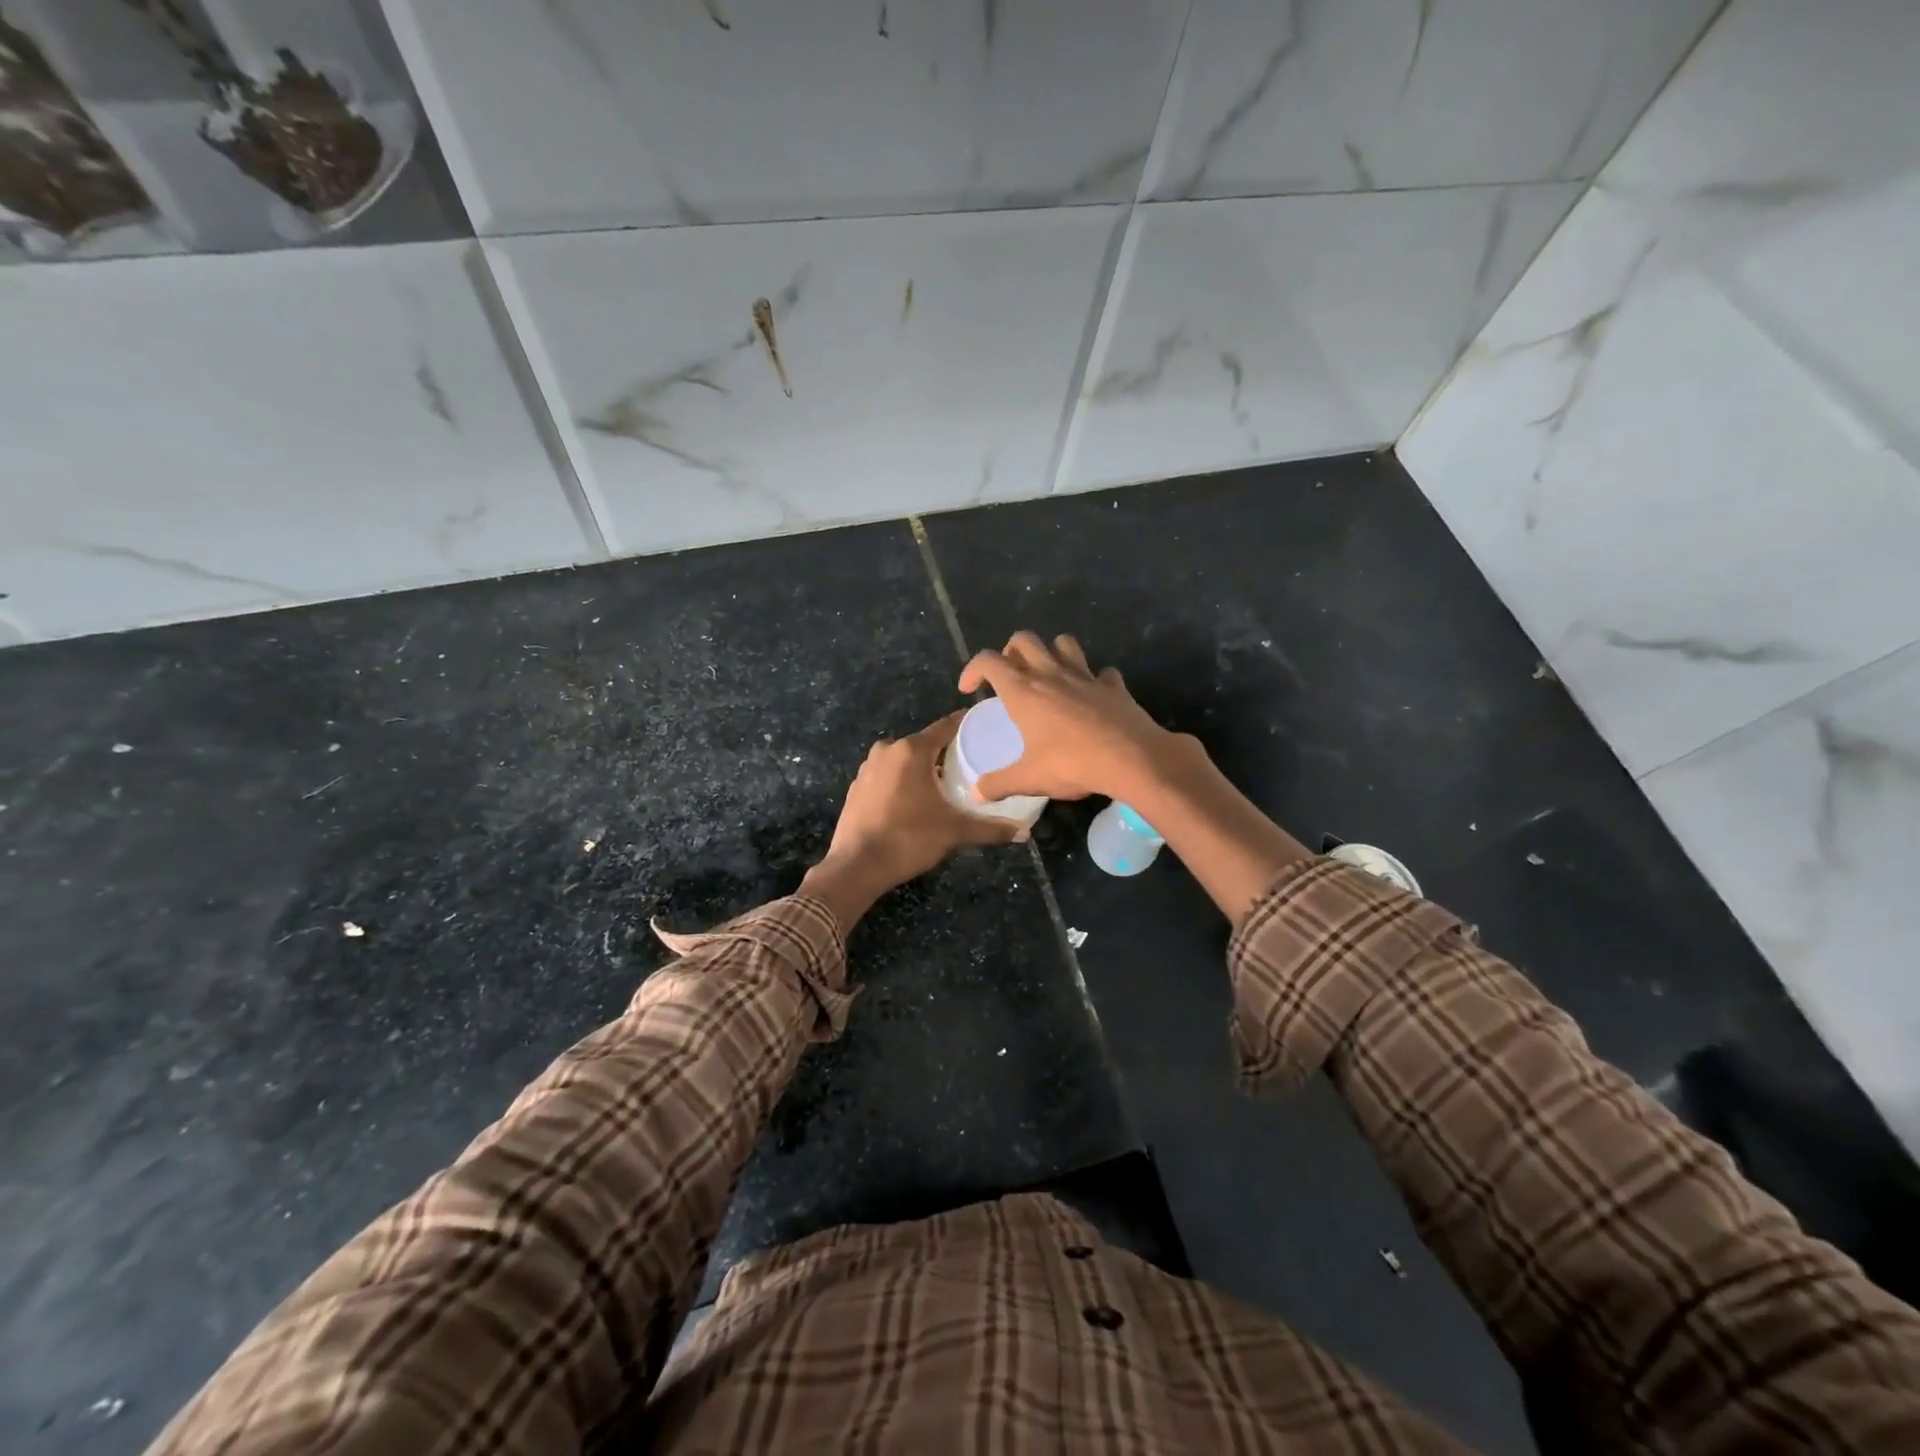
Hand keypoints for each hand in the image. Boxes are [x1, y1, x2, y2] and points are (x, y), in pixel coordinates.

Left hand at [800, 713, 1016, 926]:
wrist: (856, 866)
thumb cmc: (908, 839)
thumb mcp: (954, 832)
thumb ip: (990, 828)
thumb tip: (1023, 832)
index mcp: (912, 750)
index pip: (947, 726)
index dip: (967, 726)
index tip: (985, 728)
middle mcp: (888, 750)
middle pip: (926, 743)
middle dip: (947, 752)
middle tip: (972, 765)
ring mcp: (868, 767)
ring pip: (905, 759)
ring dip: (923, 768)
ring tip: (946, 784)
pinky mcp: (857, 786)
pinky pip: (888, 774)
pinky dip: (903, 781)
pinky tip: (916, 800)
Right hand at [957, 632, 1186, 803]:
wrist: (1132, 759)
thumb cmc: (1072, 764)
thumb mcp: (1029, 779)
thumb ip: (998, 784)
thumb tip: (976, 793)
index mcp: (1024, 691)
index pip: (989, 661)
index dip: (972, 669)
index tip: (969, 689)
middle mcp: (1051, 674)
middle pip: (1024, 640)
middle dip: (1010, 651)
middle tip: (1008, 676)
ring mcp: (1085, 676)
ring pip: (1064, 643)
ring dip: (1052, 652)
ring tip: (1048, 674)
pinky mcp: (1114, 686)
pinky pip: (1102, 672)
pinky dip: (1094, 679)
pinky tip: (1092, 696)